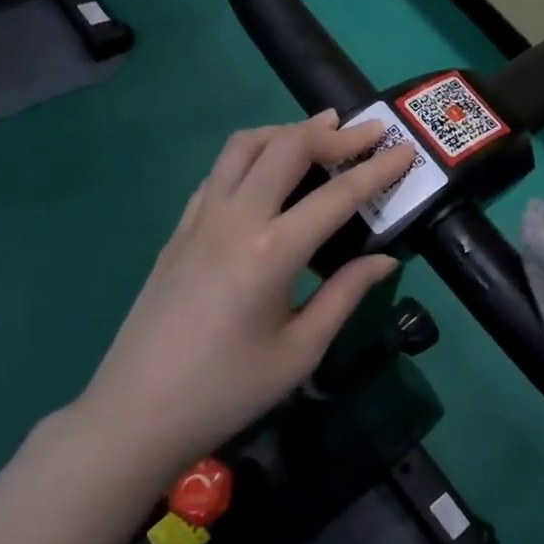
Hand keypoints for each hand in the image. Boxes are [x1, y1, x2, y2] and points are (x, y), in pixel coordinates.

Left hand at [76, 110, 418, 470]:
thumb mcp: (300, 350)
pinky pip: (218, 172)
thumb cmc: (228, 390)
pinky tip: (266, 174)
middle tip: (368, 131)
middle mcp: (235, 218)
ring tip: (318, 133)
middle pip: (287, 147)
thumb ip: (345, 294)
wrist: (137, 412)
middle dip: (334, 133)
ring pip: (244, 146)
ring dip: (286, 131)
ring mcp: (200, 218)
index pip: (338, 195)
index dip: (377, 170)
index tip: (406, 150)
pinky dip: (250, 156)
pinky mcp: (179, 229)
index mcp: (272, 251)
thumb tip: (386, 259)